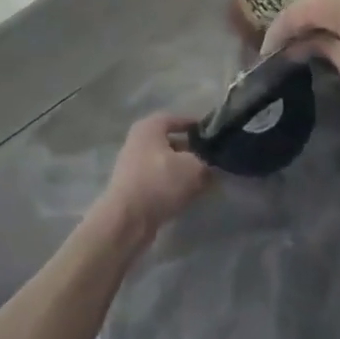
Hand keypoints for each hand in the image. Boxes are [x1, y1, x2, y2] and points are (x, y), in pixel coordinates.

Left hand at [95, 113, 210, 236]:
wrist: (127, 219)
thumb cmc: (160, 182)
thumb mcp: (194, 168)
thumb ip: (207, 163)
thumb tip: (210, 167)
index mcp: (149, 128)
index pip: (175, 119)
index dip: (195, 125)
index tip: (212, 135)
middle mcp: (138, 142)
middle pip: (170, 142)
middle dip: (191, 151)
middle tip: (211, 160)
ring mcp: (133, 166)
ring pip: (165, 163)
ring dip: (183, 171)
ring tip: (204, 180)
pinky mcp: (133, 188)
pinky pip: (158, 181)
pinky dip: (173, 185)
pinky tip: (187, 195)